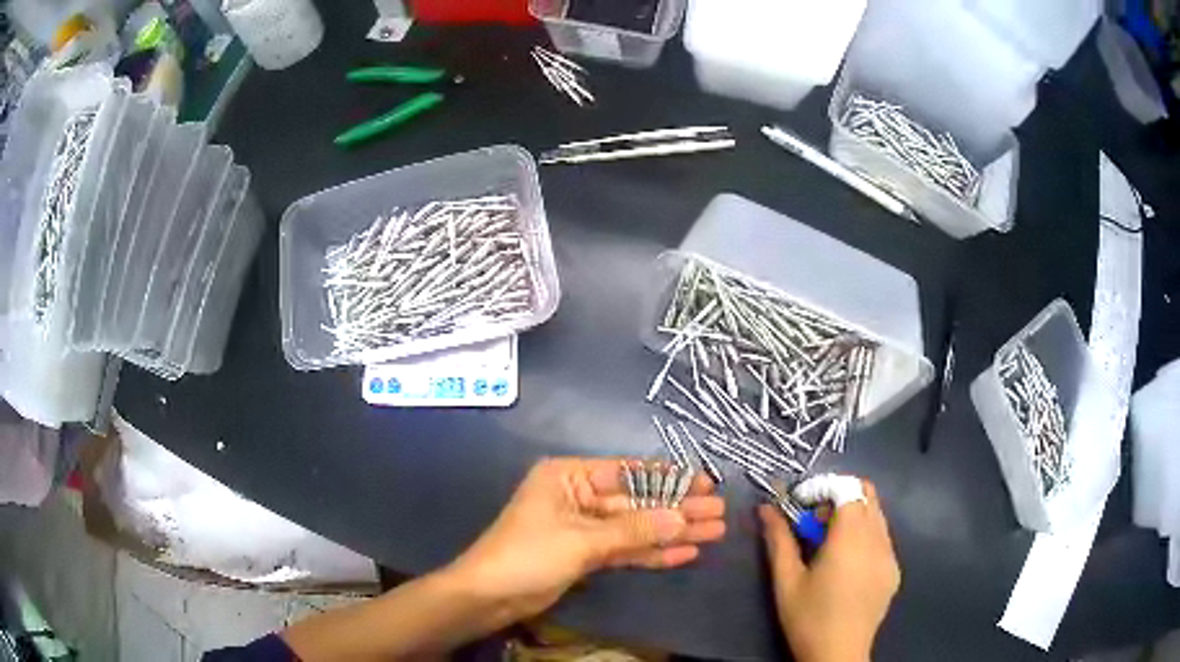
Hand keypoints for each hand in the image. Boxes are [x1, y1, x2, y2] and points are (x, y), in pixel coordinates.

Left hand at [448, 457, 725, 625]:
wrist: (489, 597)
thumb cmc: (528, 555)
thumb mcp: (582, 540)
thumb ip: (634, 529)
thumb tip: (683, 517)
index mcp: (569, 476)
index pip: (629, 473)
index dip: (669, 478)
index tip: (706, 483)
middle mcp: (579, 496)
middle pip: (638, 502)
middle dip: (678, 509)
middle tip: (719, 512)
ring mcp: (584, 528)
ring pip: (636, 528)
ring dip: (672, 532)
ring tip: (714, 533)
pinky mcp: (587, 555)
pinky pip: (626, 550)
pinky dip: (653, 553)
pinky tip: (685, 553)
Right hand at [760, 478, 899, 661]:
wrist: (838, 655)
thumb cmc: (808, 619)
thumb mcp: (786, 581)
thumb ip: (778, 539)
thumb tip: (766, 508)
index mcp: (851, 538)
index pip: (848, 488)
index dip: (823, 488)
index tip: (801, 506)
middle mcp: (877, 539)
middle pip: (867, 494)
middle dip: (839, 497)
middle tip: (814, 523)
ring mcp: (890, 554)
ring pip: (876, 515)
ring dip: (853, 516)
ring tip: (828, 545)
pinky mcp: (894, 570)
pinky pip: (883, 537)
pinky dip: (865, 535)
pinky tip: (847, 565)